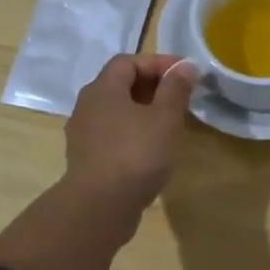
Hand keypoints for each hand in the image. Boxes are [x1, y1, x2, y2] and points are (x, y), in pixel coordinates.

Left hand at [63, 54, 198, 214]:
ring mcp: (84, 134)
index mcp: (103, 89)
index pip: (129, 62)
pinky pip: (113, 135)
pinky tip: (152, 149)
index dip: (158, 62)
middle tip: (180, 98)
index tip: (185, 74)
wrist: (99, 207)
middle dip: (152, 87)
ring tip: (170, 124)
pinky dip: (133, 133)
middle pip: (120, 85)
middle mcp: (88, 106)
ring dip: (143, 112)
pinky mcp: (87, 159)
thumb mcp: (164, 118)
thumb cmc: (135, 154)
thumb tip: (185, 66)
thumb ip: (176, 89)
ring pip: (116, 112)